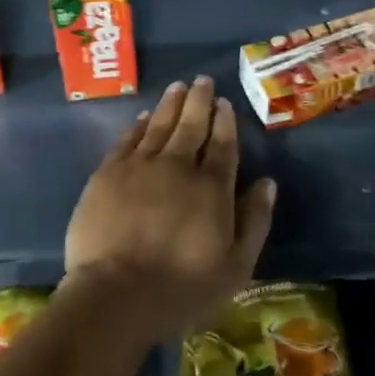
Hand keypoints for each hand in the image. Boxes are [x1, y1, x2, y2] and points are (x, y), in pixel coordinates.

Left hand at [63, 77, 275, 345]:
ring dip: (170, 104)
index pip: (222, 144)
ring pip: (158, 125)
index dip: (225, 121)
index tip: (225, 103)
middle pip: (190, 125)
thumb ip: (254, 221)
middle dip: (199, 101)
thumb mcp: (235, 267)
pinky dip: (138, 125)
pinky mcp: (107, 174)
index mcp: (211, 188)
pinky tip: (144, 116)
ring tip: (178, 86)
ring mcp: (139, 166)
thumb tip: (267, 183)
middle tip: (202, 80)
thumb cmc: (181, 288)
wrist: (115, 295)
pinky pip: (127, 139)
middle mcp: (177, 166)